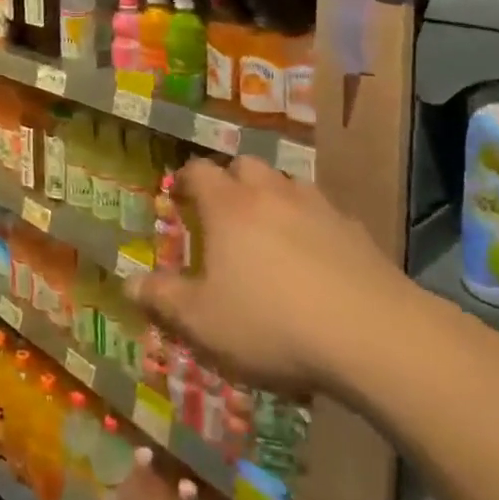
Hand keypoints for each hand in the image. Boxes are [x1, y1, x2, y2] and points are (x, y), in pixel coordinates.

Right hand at [125, 157, 408, 395]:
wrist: (370, 333)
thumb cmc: (271, 323)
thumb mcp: (203, 321)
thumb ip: (163, 299)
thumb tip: (128, 283)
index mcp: (228, 206)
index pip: (199, 171)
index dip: (185, 179)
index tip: (178, 194)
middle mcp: (271, 193)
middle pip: (246, 166)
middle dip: (231, 180)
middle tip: (224, 211)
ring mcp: (318, 206)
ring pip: (288, 184)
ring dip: (274, 198)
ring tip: (270, 231)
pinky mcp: (355, 230)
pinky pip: (325, 214)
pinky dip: (312, 225)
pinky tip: (317, 258)